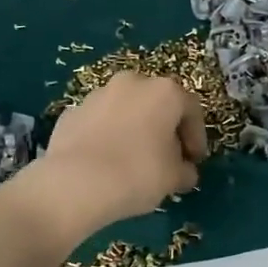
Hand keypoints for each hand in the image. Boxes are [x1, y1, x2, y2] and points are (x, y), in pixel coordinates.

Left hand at [21, 72, 206, 241]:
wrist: (76, 183)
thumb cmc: (138, 173)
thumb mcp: (173, 178)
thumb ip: (185, 170)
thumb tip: (185, 172)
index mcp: (164, 92)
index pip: (191, 109)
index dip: (196, 137)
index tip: (194, 160)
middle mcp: (131, 83)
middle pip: (156, 103)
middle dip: (164, 128)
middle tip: (166, 157)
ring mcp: (97, 95)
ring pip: (125, 110)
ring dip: (134, 129)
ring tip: (133, 160)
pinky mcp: (71, 112)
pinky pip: (99, 123)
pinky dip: (107, 136)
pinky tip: (105, 162)